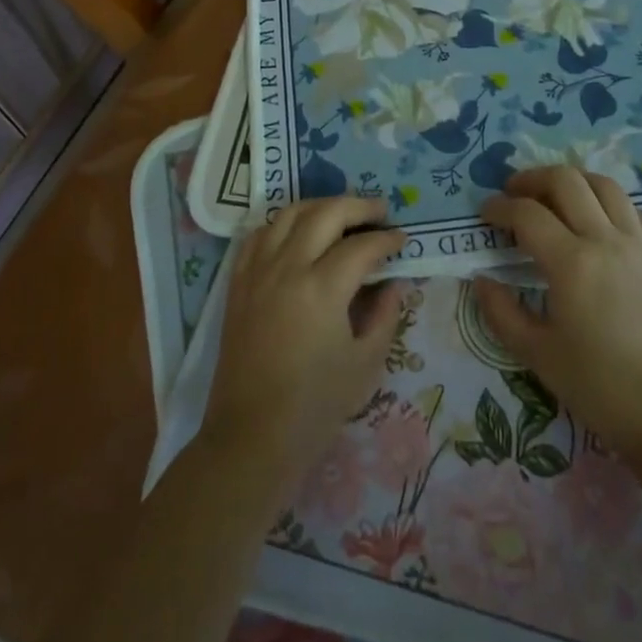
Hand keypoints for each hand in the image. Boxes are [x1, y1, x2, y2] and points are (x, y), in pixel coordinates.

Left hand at [202, 196, 405, 491]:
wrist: (251, 435)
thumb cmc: (315, 406)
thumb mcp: (365, 364)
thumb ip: (385, 315)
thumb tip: (394, 283)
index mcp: (322, 288)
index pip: (362, 246)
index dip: (387, 240)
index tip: (403, 240)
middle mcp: (288, 267)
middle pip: (326, 213)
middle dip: (358, 206)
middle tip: (380, 211)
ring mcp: (258, 270)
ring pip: (289, 214)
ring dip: (320, 206)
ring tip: (342, 213)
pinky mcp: (238, 281)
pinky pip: (259, 234)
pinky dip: (283, 223)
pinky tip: (298, 232)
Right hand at [475, 167, 641, 460]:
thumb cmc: (598, 385)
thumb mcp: (536, 354)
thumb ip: (501, 312)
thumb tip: (481, 279)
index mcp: (572, 263)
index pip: (527, 213)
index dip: (500, 207)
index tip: (485, 214)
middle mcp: (606, 240)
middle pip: (566, 181)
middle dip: (532, 179)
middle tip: (514, 194)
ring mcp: (638, 243)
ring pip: (604, 184)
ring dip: (572, 181)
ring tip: (554, 197)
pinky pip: (632, 210)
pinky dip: (608, 203)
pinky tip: (596, 221)